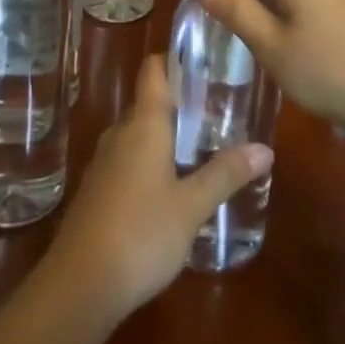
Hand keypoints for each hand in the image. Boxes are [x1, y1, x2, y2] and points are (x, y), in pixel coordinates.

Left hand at [47, 53, 271, 321]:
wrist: (78, 286)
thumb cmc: (140, 234)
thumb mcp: (192, 206)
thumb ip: (226, 174)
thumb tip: (265, 148)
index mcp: (143, 125)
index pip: (154, 70)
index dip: (175, 57)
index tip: (204, 58)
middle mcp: (120, 134)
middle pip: (149, 102)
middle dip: (181, 103)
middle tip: (219, 111)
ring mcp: (104, 163)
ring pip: (139, 134)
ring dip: (166, 135)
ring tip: (202, 147)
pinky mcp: (97, 191)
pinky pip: (128, 160)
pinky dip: (151, 160)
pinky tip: (172, 186)